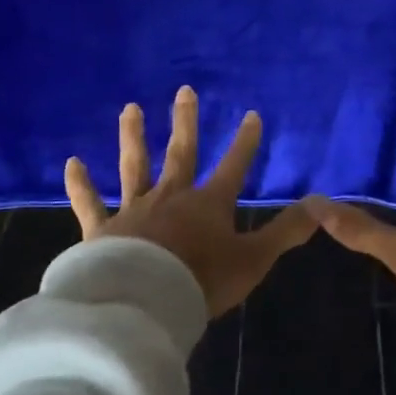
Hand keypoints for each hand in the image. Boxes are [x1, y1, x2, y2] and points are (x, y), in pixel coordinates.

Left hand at [64, 86, 318, 317]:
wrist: (143, 304)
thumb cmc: (202, 282)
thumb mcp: (254, 259)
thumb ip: (286, 231)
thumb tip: (323, 203)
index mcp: (209, 204)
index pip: (234, 165)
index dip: (245, 142)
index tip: (251, 115)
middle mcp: (172, 197)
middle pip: (181, 152)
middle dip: (185, 122)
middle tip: (184, 90)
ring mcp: (135, 210)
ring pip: (135, 166)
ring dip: (134, 137)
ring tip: (130, 109)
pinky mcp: (102, 230)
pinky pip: (90, 204)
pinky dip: (81, 184)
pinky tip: (72, 163)